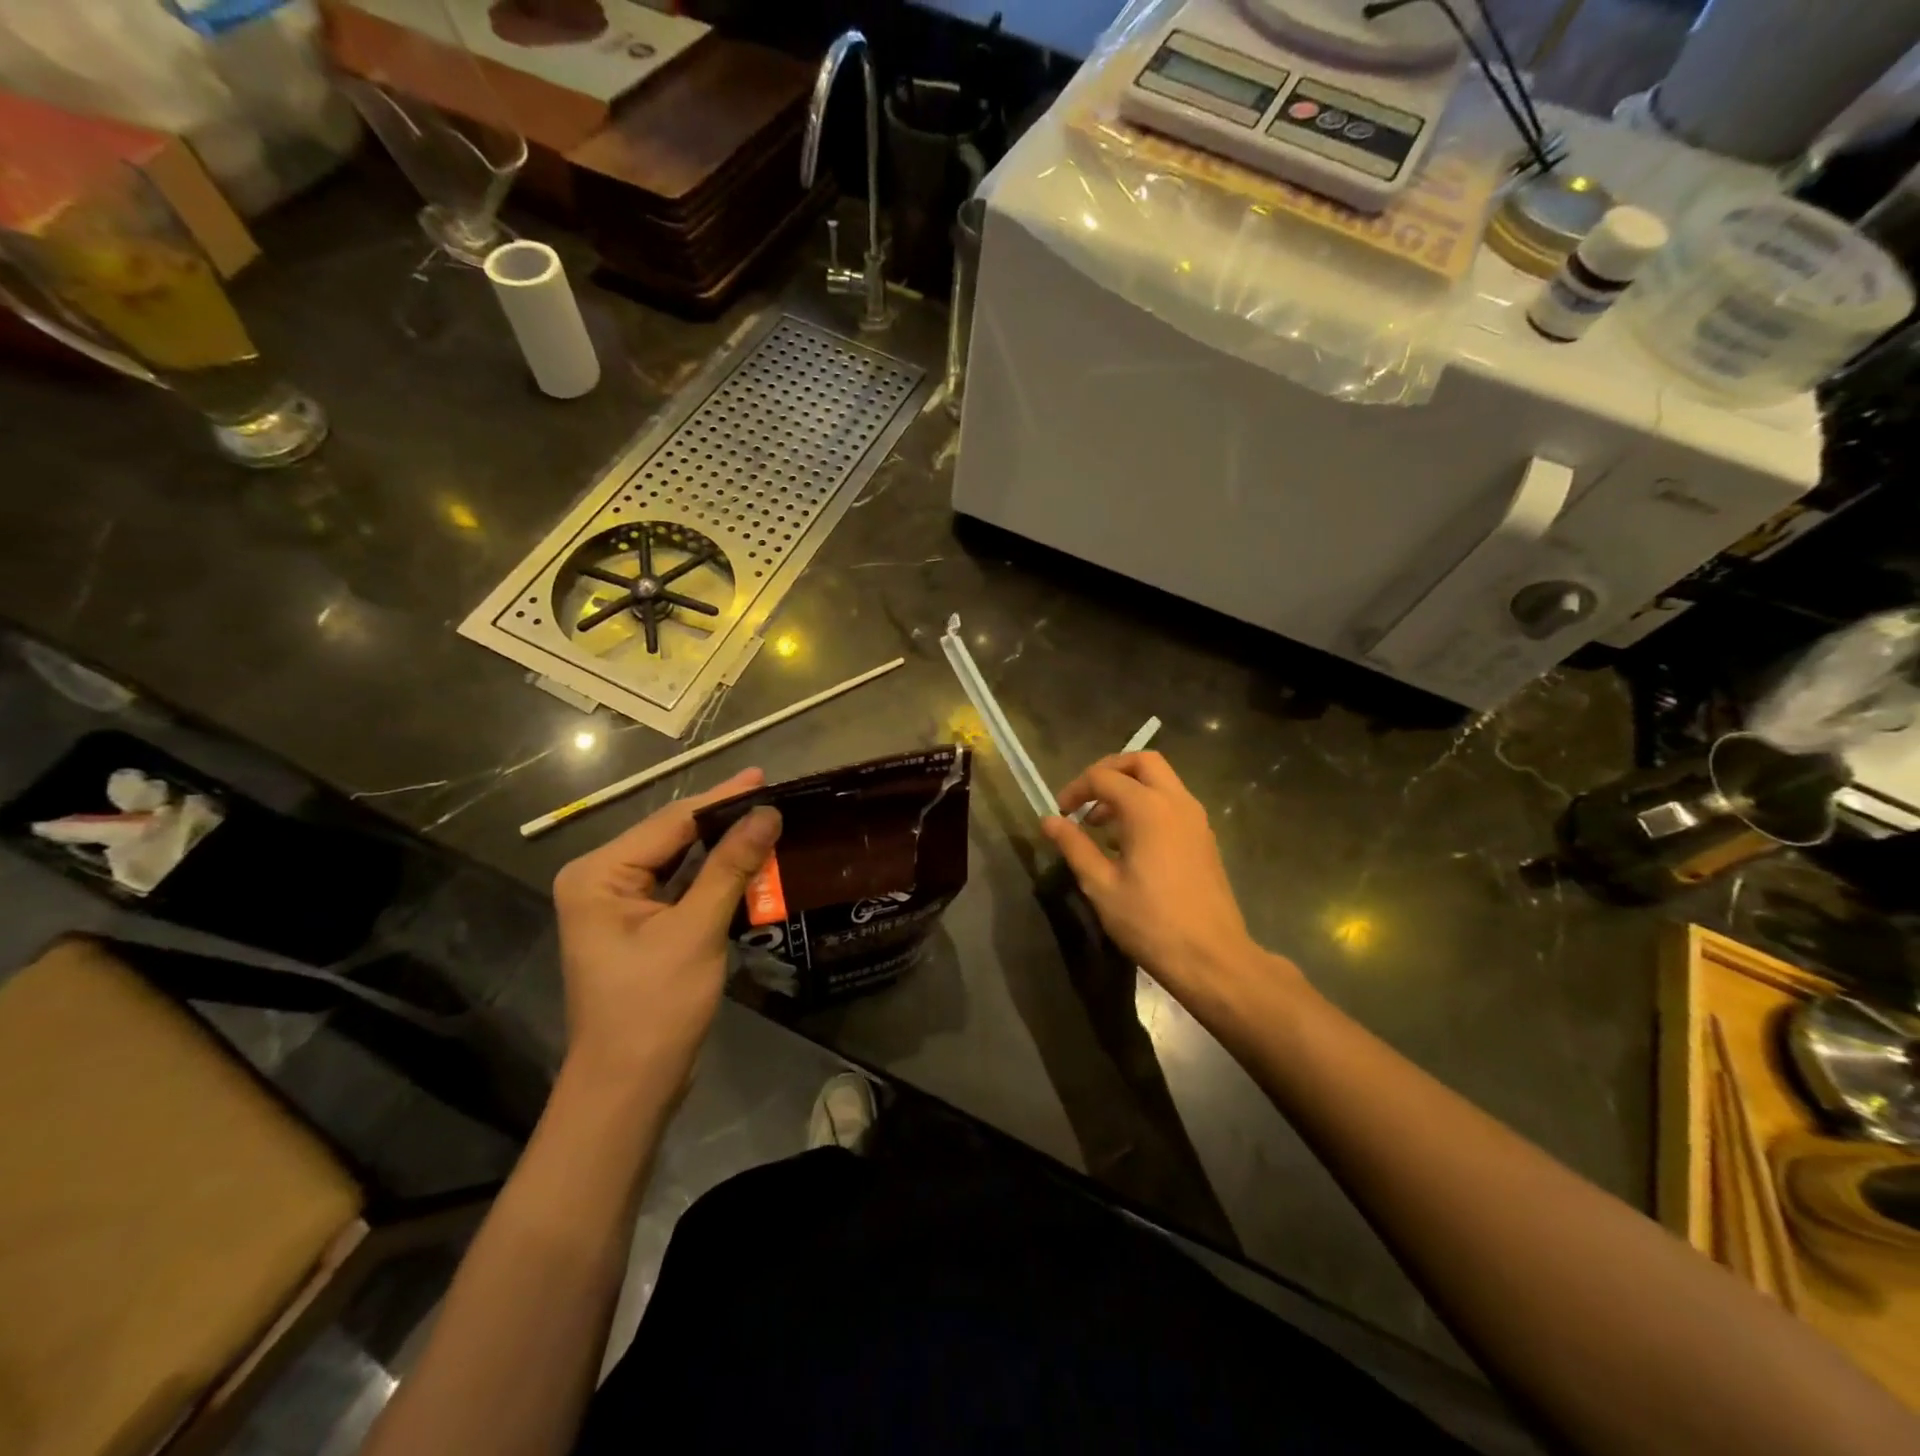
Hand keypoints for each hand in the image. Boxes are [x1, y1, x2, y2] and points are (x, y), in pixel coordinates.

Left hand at [552, 767, 780, 1096]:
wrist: (630, 1088)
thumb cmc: (655, 1007)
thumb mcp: (697, 930)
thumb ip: (732, 866)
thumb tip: (768, 813)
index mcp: (599, 874)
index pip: (671, 823)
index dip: (722, 799)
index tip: (766, 777)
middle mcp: (602, 880)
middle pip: (674, 838)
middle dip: (724, 820)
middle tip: (775, 798)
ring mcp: (619, 905)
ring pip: (680, 862)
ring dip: (724, 848)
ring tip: (769, 822)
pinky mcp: (640, 927)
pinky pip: (682, 888)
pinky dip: (715, 878)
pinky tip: (750, 863)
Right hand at [1042, 752, 1301, 1025]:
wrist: (1212, 957)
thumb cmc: (1150, 922)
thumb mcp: (1101, 885)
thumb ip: (1074, 846)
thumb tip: (1049, 821)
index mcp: (1149, 809)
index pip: (1105, 777)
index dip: (1076, 789)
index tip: (1060, 813)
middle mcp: (1177, 802)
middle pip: (1142, 762)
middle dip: (1109, 772)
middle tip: (1086, 799)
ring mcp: (1196, 819)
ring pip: (1161, 781)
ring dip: (1130, 789)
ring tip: (1102, 825)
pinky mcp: (1204, 838)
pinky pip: (1173, 803)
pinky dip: (1148, 805)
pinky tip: (1130, 843)